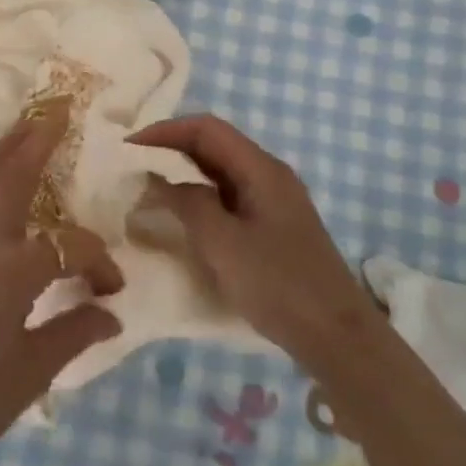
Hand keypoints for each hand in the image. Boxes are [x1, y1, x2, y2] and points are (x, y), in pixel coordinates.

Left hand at [0, 104, 123, 465]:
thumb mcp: (31, 371)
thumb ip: (74, 333)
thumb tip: (110, 313)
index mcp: (12, 268)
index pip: (70, 248)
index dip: (98, 262)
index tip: (113, 290)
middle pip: (12, 176)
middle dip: (37, 140)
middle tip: (58, 108)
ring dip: (5, 150)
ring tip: (26, 126)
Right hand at [129, 114, 379, 369]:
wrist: (337, 337)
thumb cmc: (278, 284)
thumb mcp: (222, 243)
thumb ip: (187, 203)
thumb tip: (157, 178)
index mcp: (261, 169)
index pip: (207, 129)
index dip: (165, 131)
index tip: (128, 148)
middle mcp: (268, 175)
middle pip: (214, 146)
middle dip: (171, 150)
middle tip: (132, 167)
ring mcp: (273, 201)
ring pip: (220, 172)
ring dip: (183, 175)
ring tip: (147, 189)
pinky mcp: (272, 226)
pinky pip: (228, 197)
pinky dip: (199, 197)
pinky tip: (180, 217)